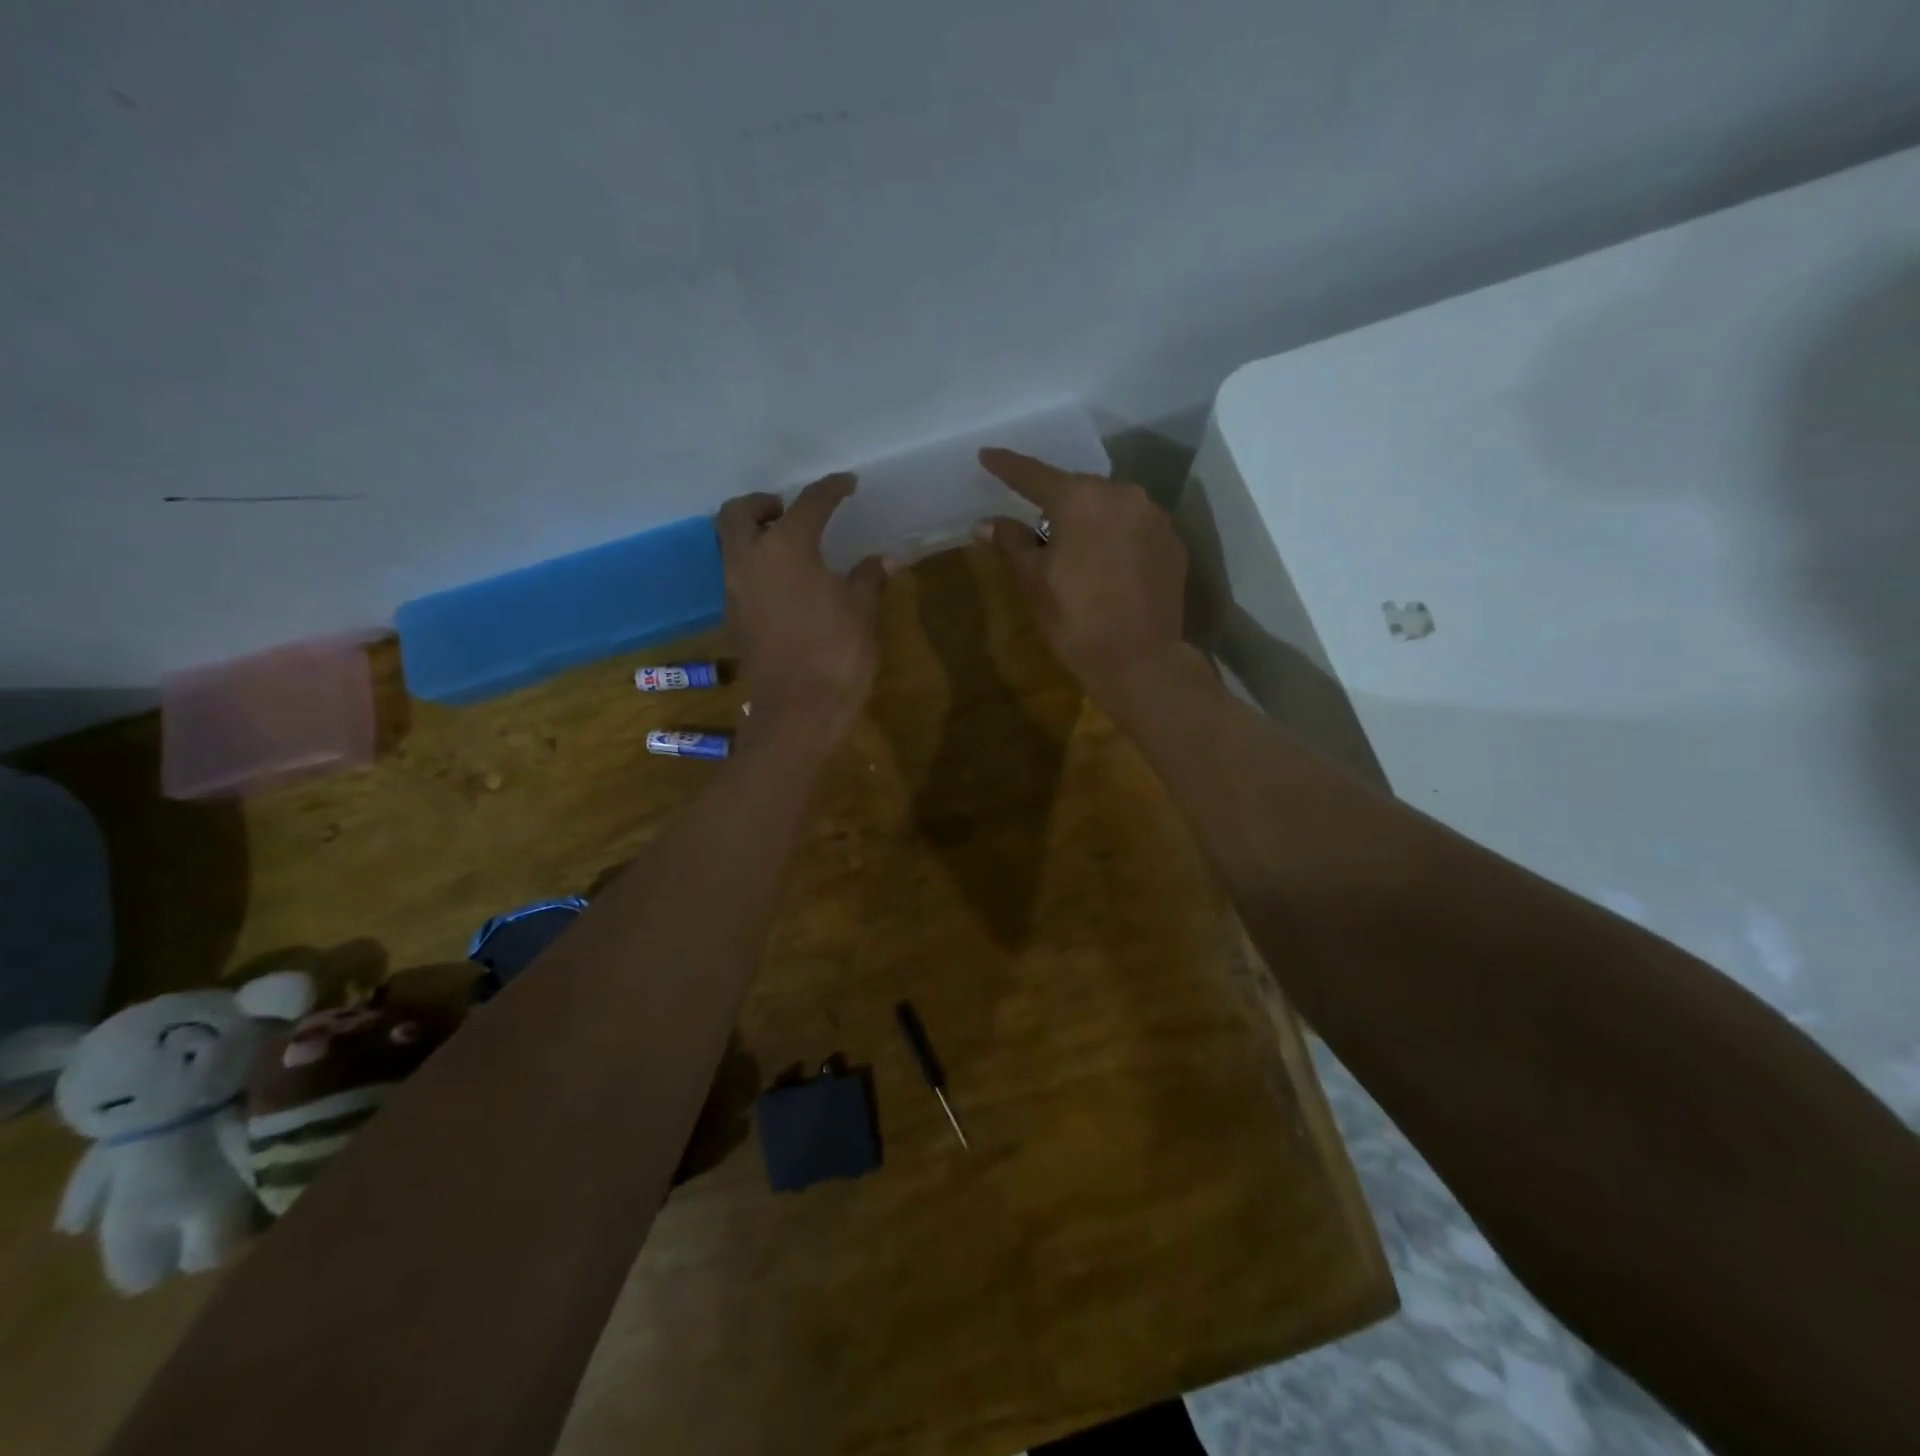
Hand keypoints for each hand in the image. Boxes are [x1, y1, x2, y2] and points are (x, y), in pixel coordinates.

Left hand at [717, 473, 887, 749]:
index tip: (848, 484)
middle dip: (762, 503)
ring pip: (730, 543)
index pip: (809, 504)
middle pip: (738, 513)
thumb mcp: (862, 613)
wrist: (798, 712)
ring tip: (790, 544)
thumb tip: (883, 560)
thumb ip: (869, 579)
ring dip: (754, 533)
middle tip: (791, 509)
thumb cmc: (836, 656)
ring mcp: (735, 590)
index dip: (831, 490)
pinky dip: (755, 563)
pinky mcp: (735, 617)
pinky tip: (787, 581)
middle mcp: (750, 561)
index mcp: (787, 549)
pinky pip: (737, 573)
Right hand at [975, 448, 1188, 710]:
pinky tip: (1107, 563)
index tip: (987, 455)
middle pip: (1078, 489)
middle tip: (1035, 521)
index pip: (1035, 476)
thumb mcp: (1033, 583)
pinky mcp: (1173, 543)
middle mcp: (1123, 494)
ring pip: (1110, 507)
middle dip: (1055, 502)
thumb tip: (986, 523)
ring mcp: (1154, 517)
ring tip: (1074, 546)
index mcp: (1082, 499)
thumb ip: (1011, 543)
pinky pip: (1135, 527)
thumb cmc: (1076, 620)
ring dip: (1089, 519)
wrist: (1141, 661)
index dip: (1007, 467)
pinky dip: (1116, 537)